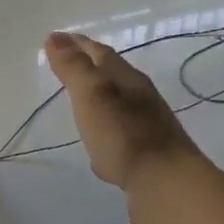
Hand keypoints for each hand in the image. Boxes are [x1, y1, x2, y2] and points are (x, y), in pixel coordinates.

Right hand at [43, 31, 204, 223]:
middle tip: (67, 66)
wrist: (167, 186)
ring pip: (119, 107)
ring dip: (100, 101)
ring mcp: (148, 130)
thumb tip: (55, 37)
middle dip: (90, 68)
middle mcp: (142, 100)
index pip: (100, 54)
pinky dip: (106, 133)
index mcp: (128, 81)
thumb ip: (74, 68)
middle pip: (113, 77)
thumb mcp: (93, 95)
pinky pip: (122, 138)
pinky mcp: (148, 158)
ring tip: (80, 104)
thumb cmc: (125, 137)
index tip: (56, 38)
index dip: (78, 44)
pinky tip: (99, 149)